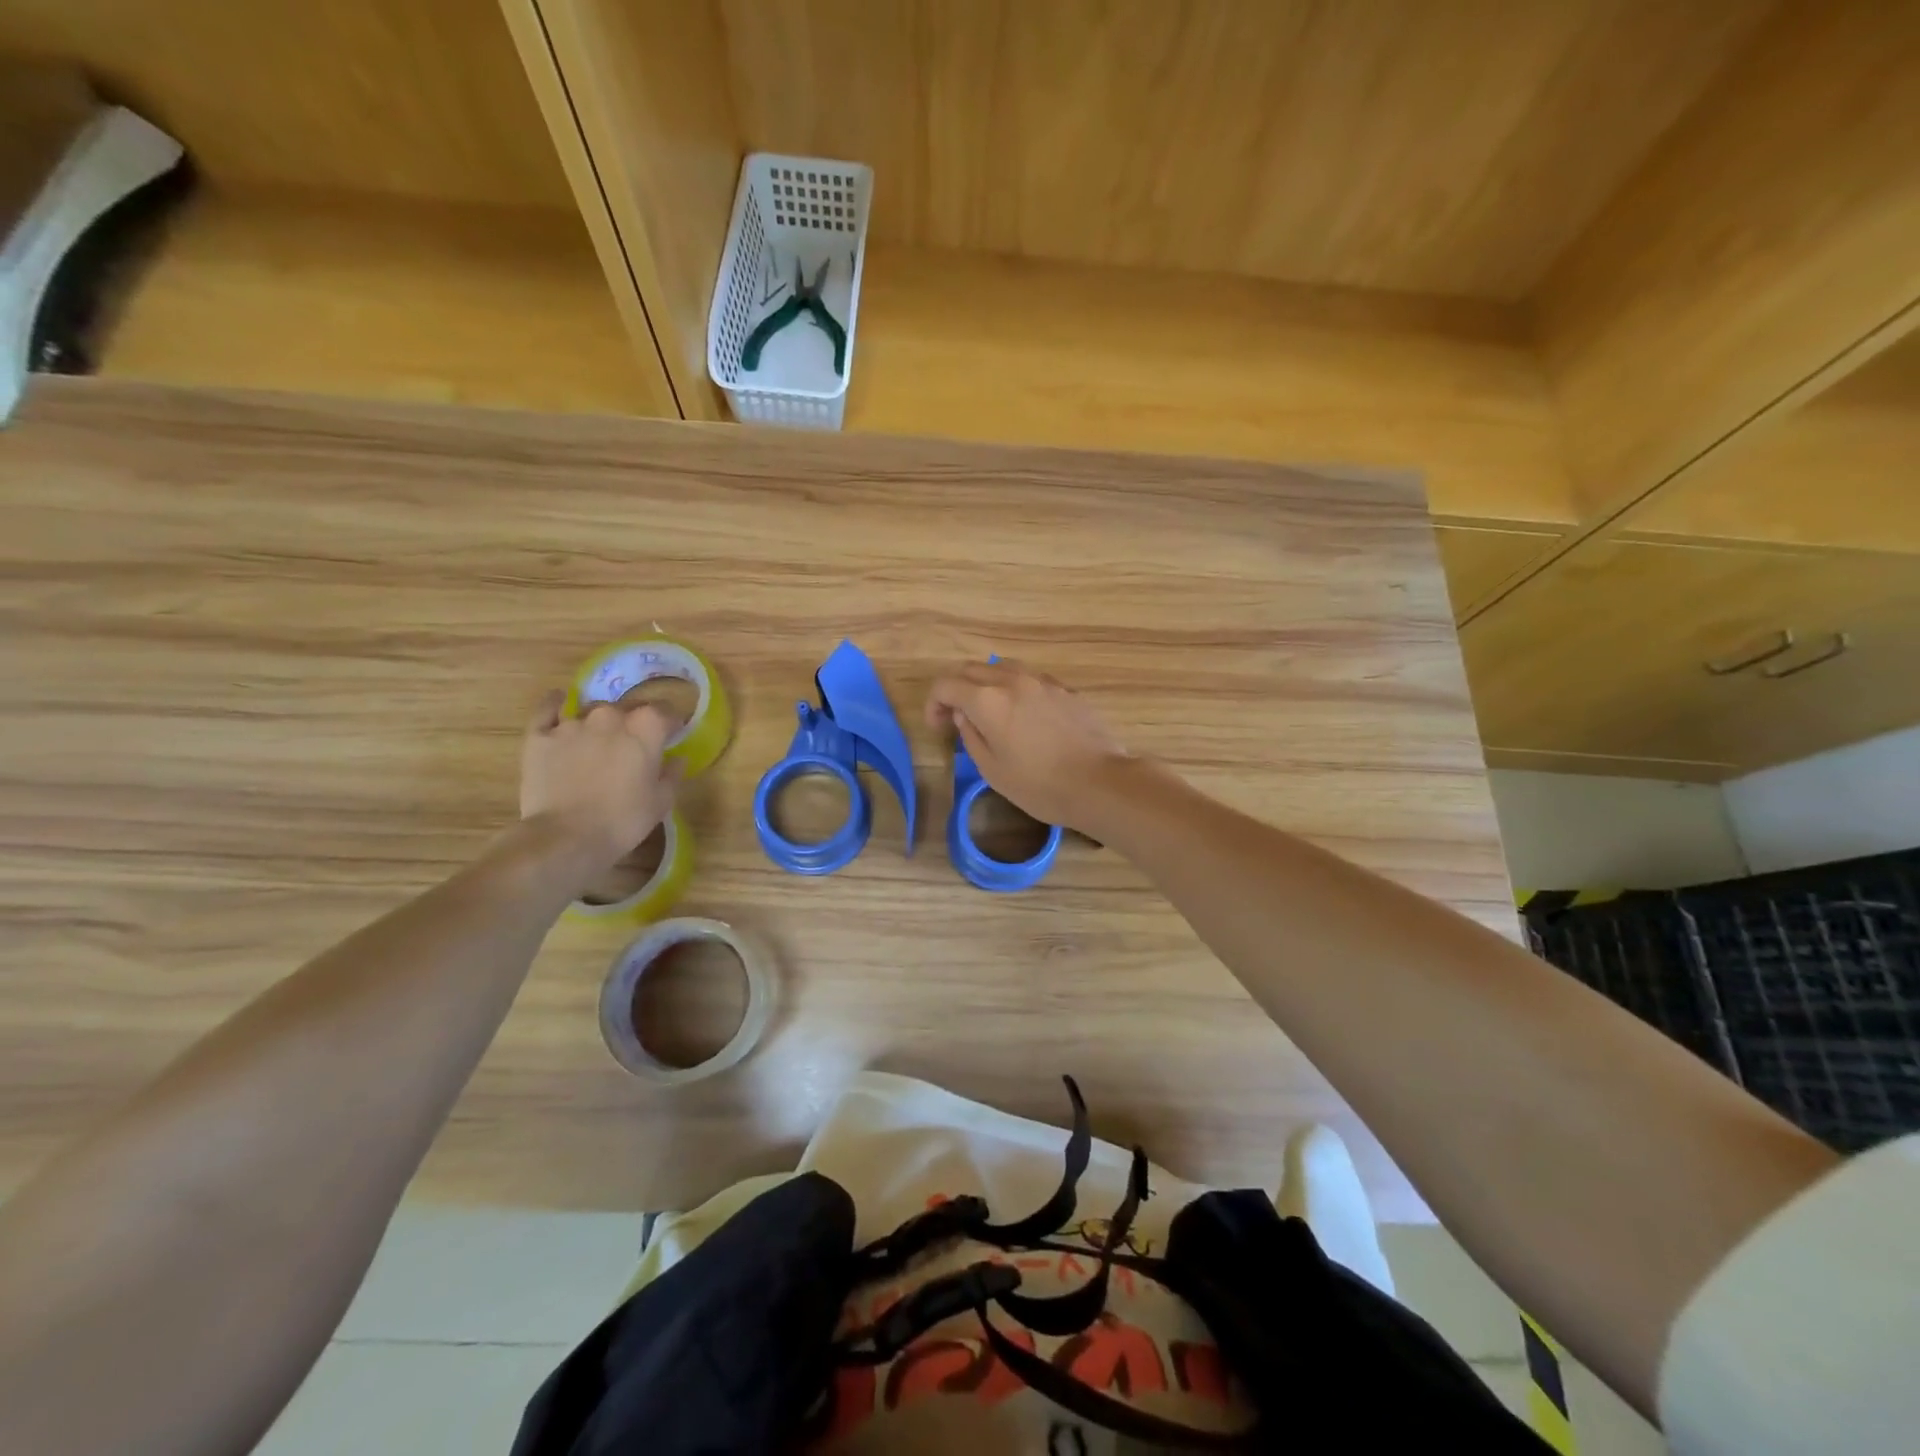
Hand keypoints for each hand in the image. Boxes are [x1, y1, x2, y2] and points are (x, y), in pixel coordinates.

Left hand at [519, 691, 679, 877]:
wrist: (565, 837)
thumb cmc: (623, 821)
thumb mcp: (661, 801)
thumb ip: (671, 774)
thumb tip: (676, 759)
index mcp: (645, 727)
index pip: (665, 711)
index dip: (669, 724)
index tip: (670, 736)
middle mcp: (610, 715)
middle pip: (628, 707)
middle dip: (634, 721)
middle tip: (634, 744)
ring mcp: (572, 723)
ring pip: (591, 710)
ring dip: (600, 721)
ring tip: (598, 739)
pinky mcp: (540, 735)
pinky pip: (547, 708)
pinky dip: (554, 704)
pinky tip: (558, 703)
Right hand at [924, 661, 1135, 831]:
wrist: (1100, 782)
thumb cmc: (1040, 785)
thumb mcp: (992, 770)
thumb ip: (971, 735)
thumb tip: (964, 714)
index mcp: (987, 700)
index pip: (945, 685)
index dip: (933, 704)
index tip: (938, 728)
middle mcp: (1012, 680)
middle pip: (971, 670)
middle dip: (957, 690)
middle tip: (957, 719)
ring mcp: (1042, 681)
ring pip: (1002, 668)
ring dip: (986, 684)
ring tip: (990, 713)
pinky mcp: (1064, 689)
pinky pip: (1029, 679)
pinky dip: (1014, 689)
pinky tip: (1023, 716)